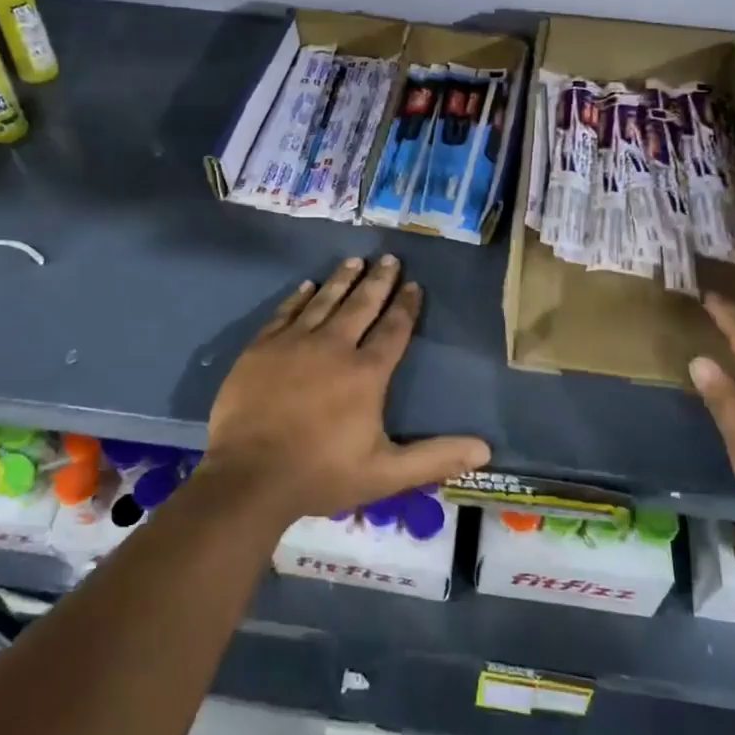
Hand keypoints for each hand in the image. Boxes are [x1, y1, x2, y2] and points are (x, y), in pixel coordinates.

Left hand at [204, 255, 490, 521]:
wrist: (248, 477)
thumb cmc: (321, 474)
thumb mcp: (386, 473)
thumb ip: (435, 458)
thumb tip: (485, 449)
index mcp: (366, 373)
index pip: (393, 330)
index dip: (406, 306)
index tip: (415, 285)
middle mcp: (333, 347)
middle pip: (361, 305)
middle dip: (378, 281)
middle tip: (389, 258)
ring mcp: (294, 343)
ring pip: (324, 301)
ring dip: (342, 279)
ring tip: (355, 261)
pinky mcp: (262, 348)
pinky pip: (286, 312)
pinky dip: (299, 297)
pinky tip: (308, 285)